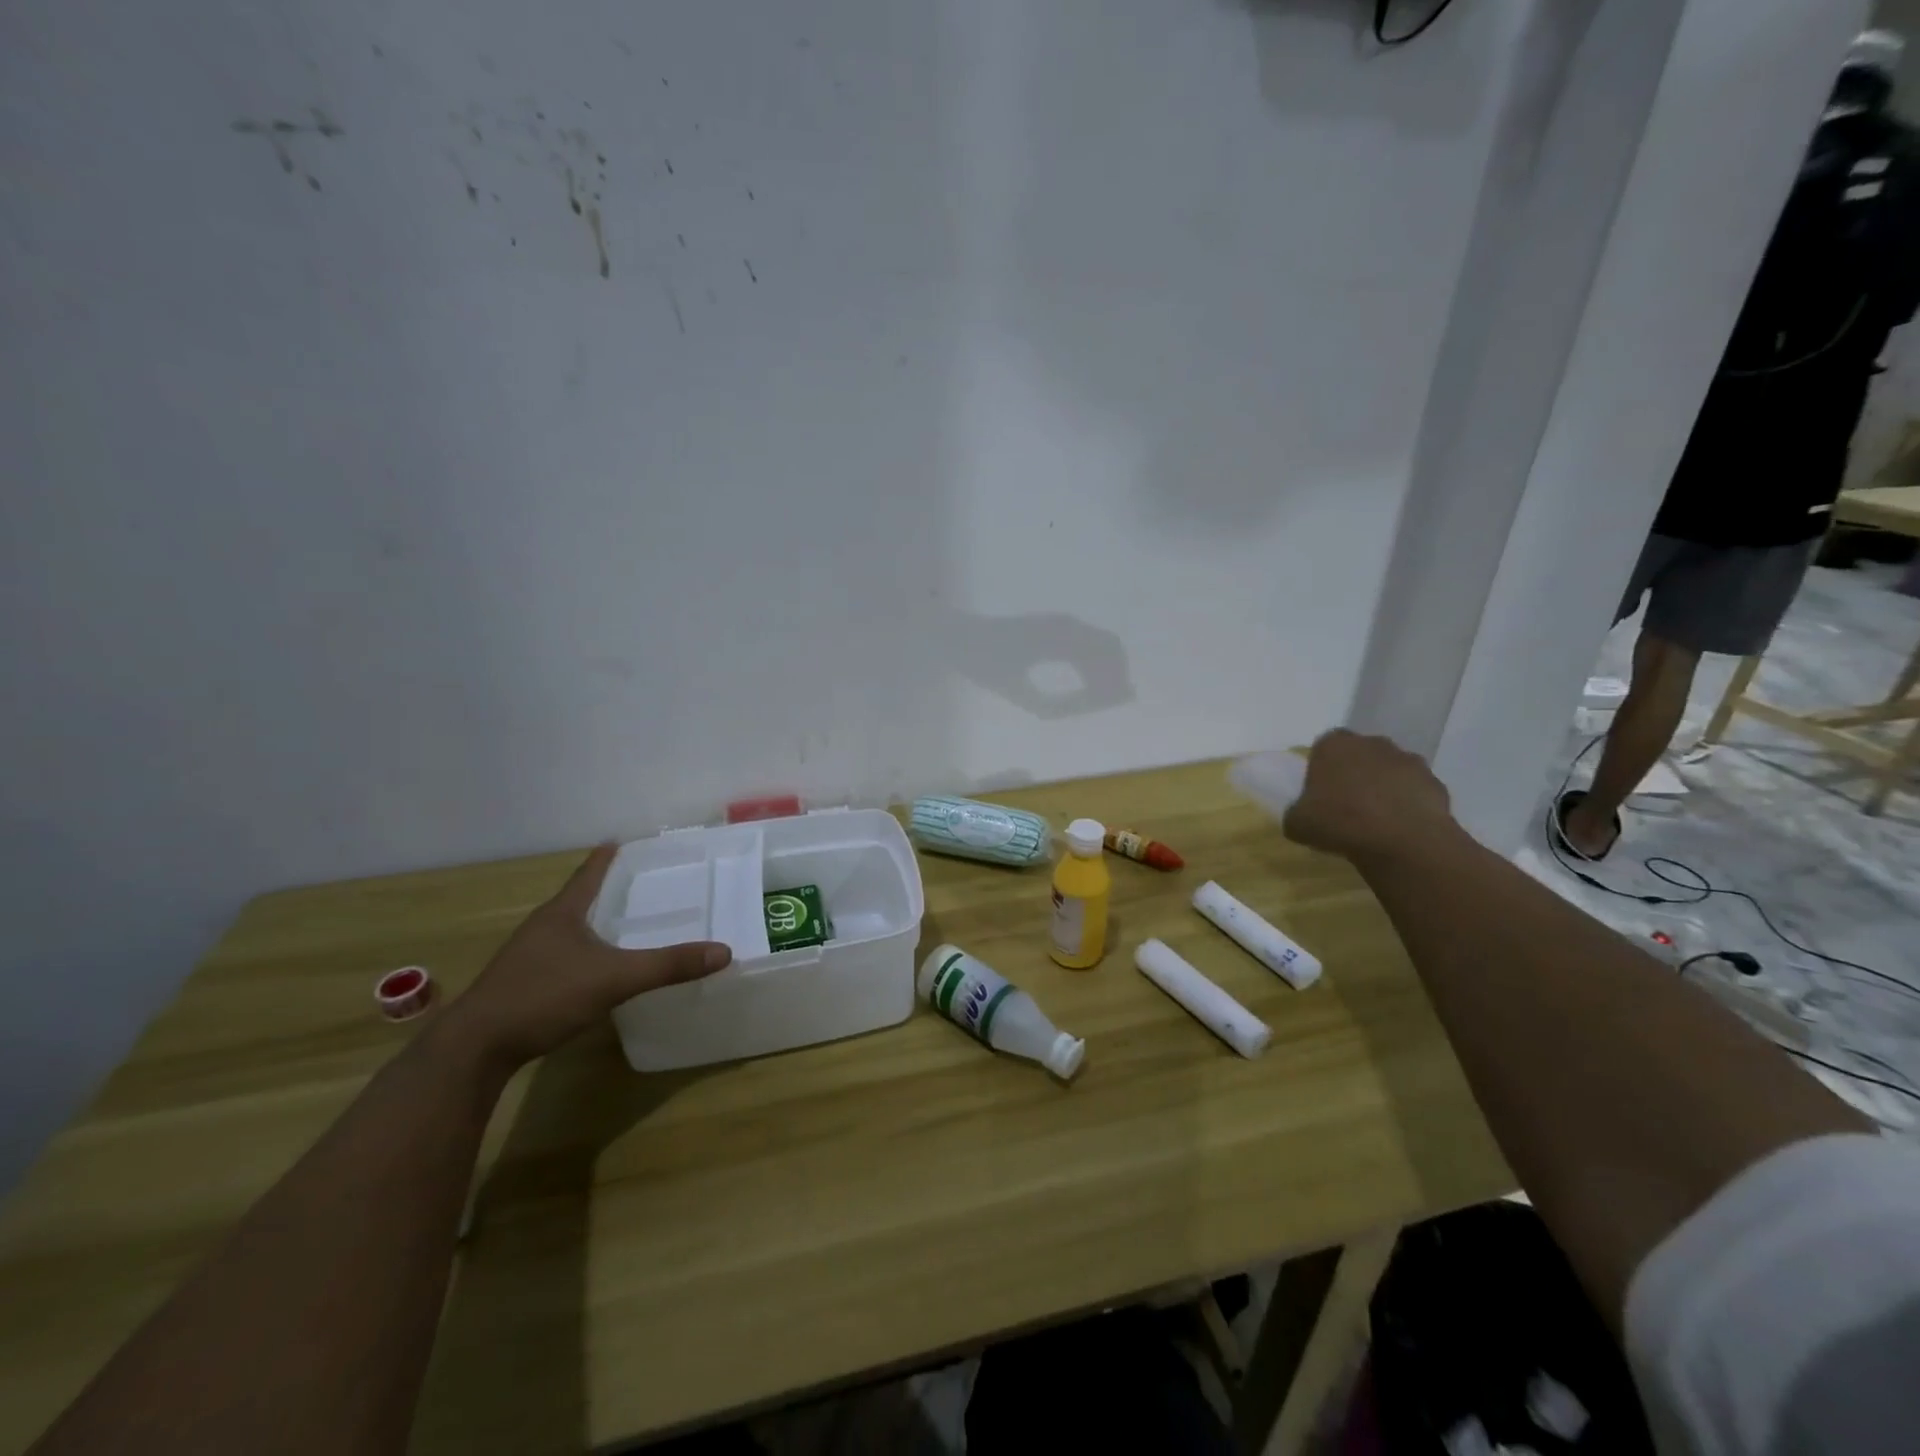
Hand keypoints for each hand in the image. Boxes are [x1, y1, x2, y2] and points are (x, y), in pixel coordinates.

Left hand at [440, 844, 730, 1072]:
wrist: (474, 1049)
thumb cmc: (543, 996)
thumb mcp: (614, 979)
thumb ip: (668, 965)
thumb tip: (723, 951)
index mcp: (561, 913)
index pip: (588, 874)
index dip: (606, 858)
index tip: (620, 840)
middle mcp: (542, 928)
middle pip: (578, 899)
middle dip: (605, 890)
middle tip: (639, 883)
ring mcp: (527, 958)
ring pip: (568, 930)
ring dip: (593, 924)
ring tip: (622, 924)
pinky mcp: (521, 986)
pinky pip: (561, 957)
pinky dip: (583, 953)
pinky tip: (597, 970)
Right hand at [1282, 729, 1456, 863]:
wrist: (1402, 840)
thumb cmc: (1340, 822)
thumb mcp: (1297, 823)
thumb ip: (1297, 812)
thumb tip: (1303, 815)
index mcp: (1333, 745)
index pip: (1323, 747)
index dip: (1321, 770)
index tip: (1320, 794)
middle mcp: (1372, 743)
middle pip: (1359, 755)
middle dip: (1354, 774)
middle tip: (1346, 806)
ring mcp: (1408, 760)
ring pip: (1389, 771)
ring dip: (1383, 788)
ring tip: (1376, 821)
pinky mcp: (1435, 782)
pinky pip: (1414, 791)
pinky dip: (1408, 804)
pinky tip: (1400, 829)